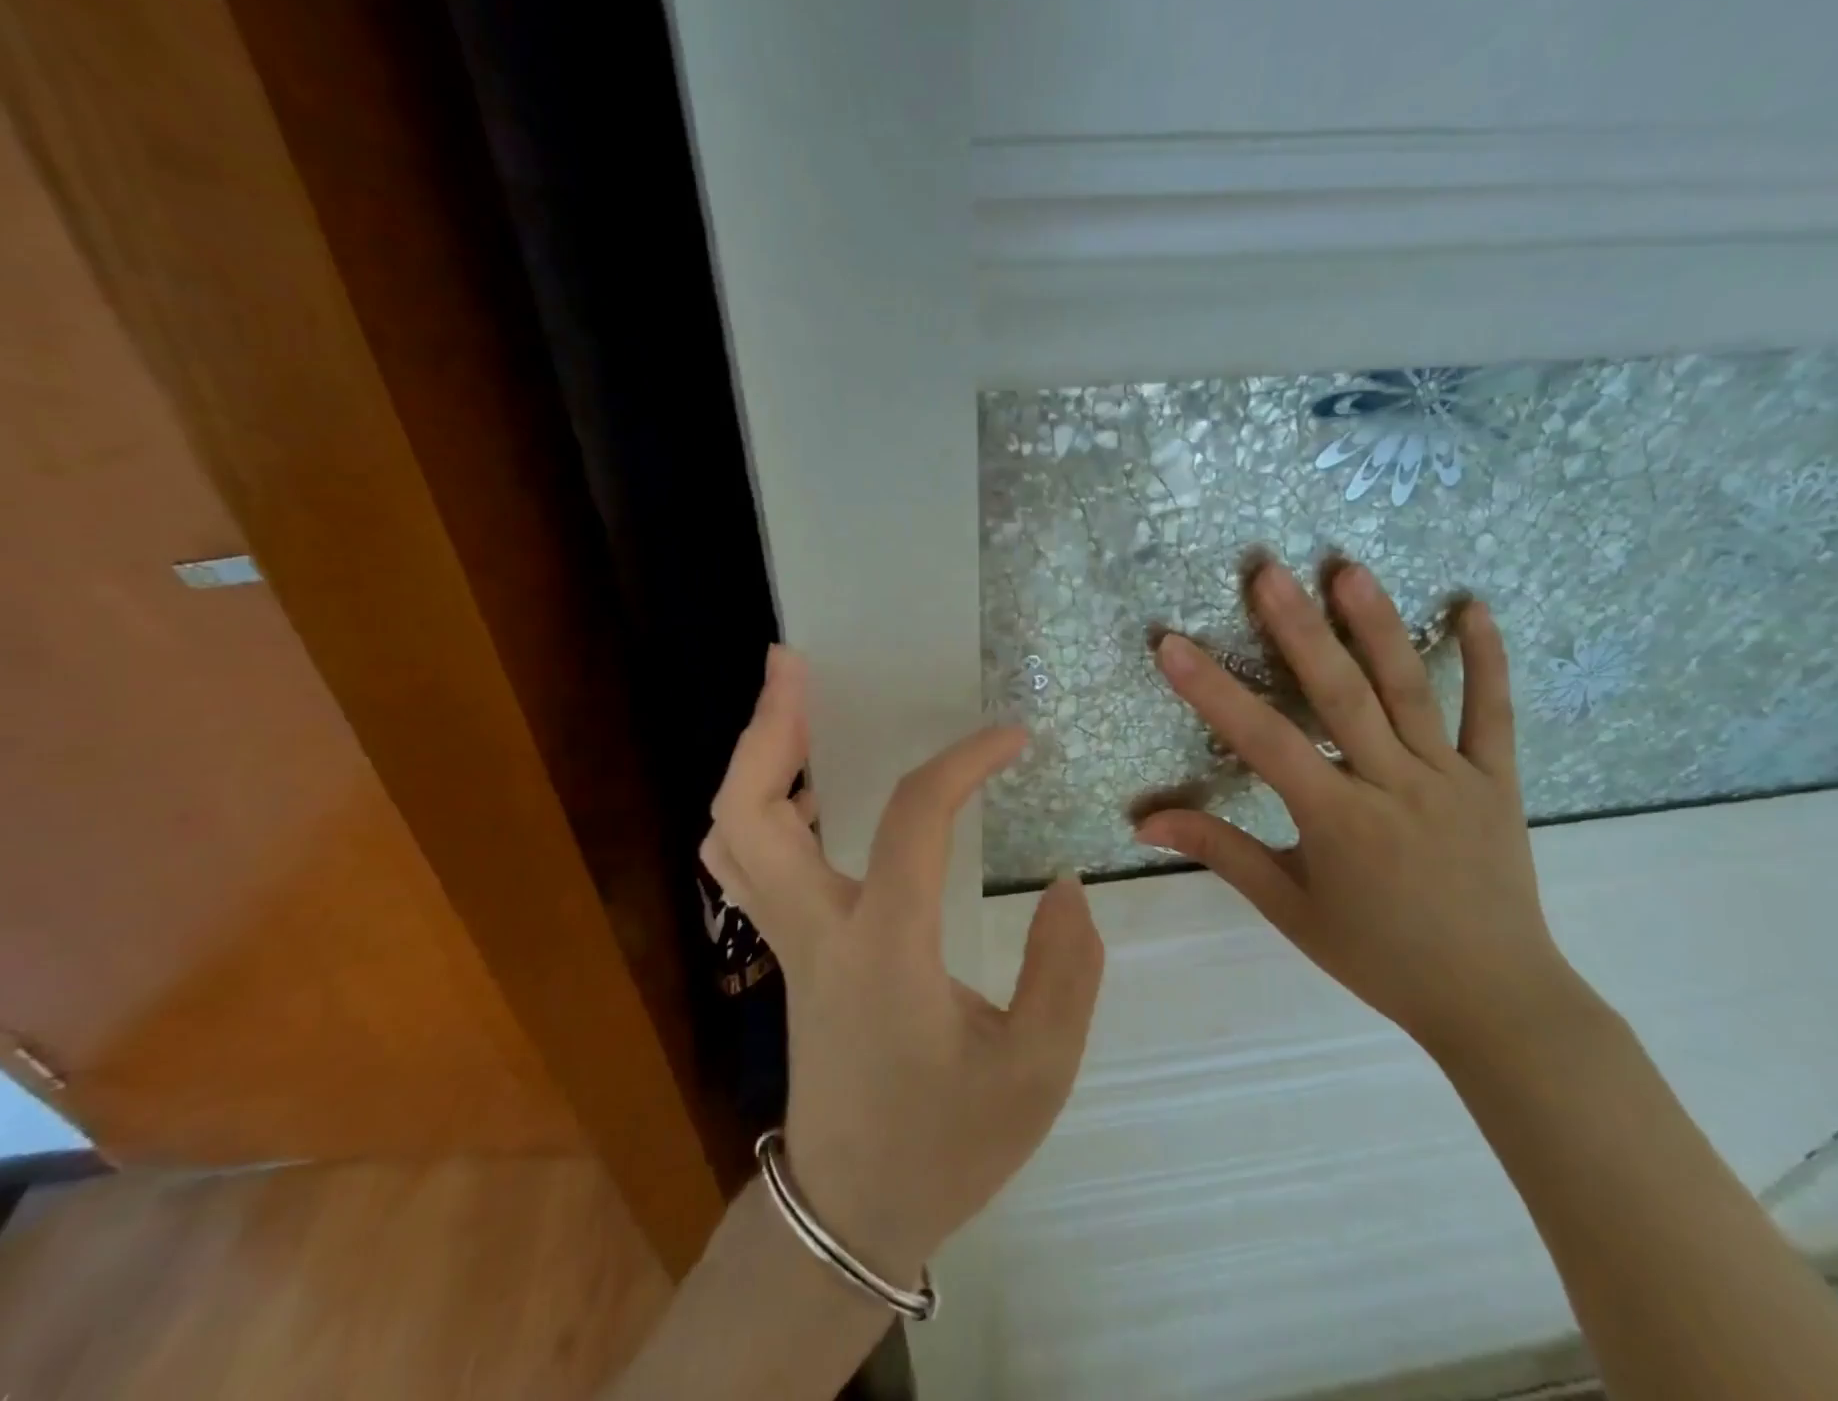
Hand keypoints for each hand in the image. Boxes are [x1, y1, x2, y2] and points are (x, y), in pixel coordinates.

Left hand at [701, 648, 1104, 1281]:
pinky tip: (804, 785)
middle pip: (749, 812)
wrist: (852, 1215)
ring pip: (732, 836)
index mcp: (884, 949)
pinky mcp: (787, 951)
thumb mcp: (1038, 1073)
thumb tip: (1066, 888)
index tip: (1010, 738)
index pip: (910, 819)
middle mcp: (817, 931)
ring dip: (753, 758)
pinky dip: (758, 804)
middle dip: (766, 727)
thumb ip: (1065, 972)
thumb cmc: (945, 1145)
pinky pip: (746, 863)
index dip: (962, 762)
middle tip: (793, 663)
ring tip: (790, 702)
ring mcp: (788, 941)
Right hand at [1133, 558, 1574, 1060]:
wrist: (1495, 1000)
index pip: (1264, 741)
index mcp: (1338, 818)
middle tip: (1268, 571)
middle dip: (1298, 628)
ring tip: (1348, 569)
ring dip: (1377, 626)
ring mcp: (1453, 777)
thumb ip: (1219, 851)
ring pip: (1412, 689)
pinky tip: (1472, 607)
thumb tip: (1144, 822)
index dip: (1212, 690)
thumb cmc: (1377, 955)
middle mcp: (1394, 784)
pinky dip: (1486, 659)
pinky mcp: (1498, 781)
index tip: (1172, 644)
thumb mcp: (1288, 906)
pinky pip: (1493, 713)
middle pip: (1340, 694)